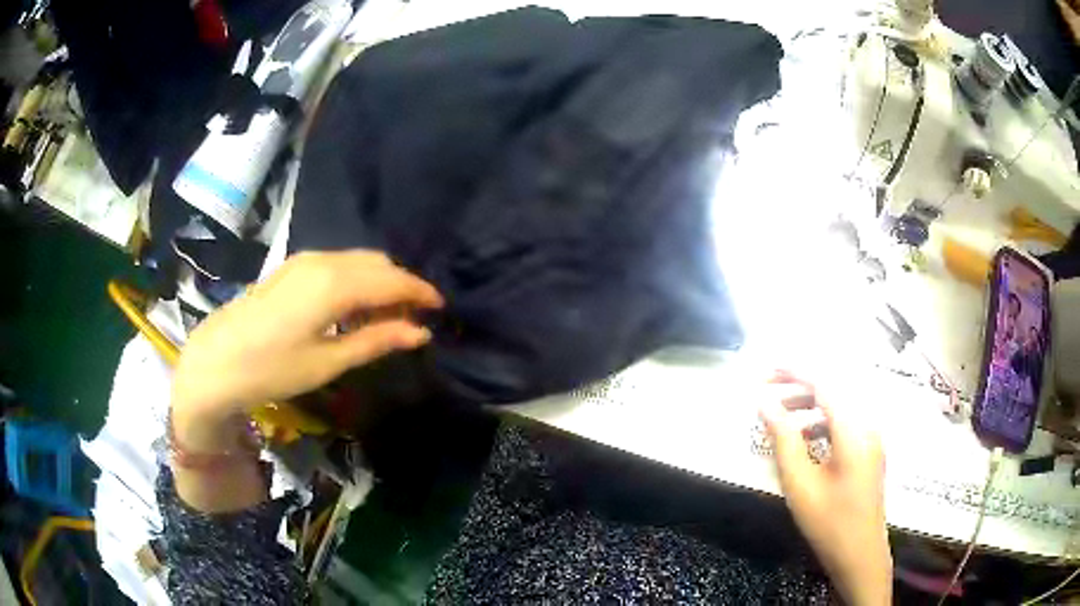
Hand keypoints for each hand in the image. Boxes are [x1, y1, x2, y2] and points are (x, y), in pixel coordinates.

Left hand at [172, 250, 442, 435]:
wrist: (214, 361)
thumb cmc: (271, 368)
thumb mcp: (327, 362)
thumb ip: (375, 340)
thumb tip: (420, 331)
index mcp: (335, 284)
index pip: (392, 279)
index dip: (420, 292)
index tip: (441, 309)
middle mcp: (323, 261)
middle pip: (377, 263)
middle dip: (401, 285)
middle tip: (414, 319)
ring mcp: (304, 260)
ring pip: (357, 260)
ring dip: (379, 282)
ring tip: (388, 316)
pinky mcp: (291, 268)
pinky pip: (338, 264)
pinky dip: (356, 280)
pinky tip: (354, 307)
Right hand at [759, 372, 891, 605]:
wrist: (860, 556)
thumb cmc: (829, 523)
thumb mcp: (800, 484)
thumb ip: (783, 439)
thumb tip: (765, 403)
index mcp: (854, 430)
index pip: (824, 384)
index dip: (795, 371)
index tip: (766, 368)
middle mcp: (868, 425)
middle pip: (834, 390)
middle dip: (800, 385)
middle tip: (767, 389)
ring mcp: (872, 439)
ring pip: (839, 407)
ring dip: (809, 405)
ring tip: (780, 415)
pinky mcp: (869, 452)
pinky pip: (845, 424)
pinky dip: (821, 423)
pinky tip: (803, 439)